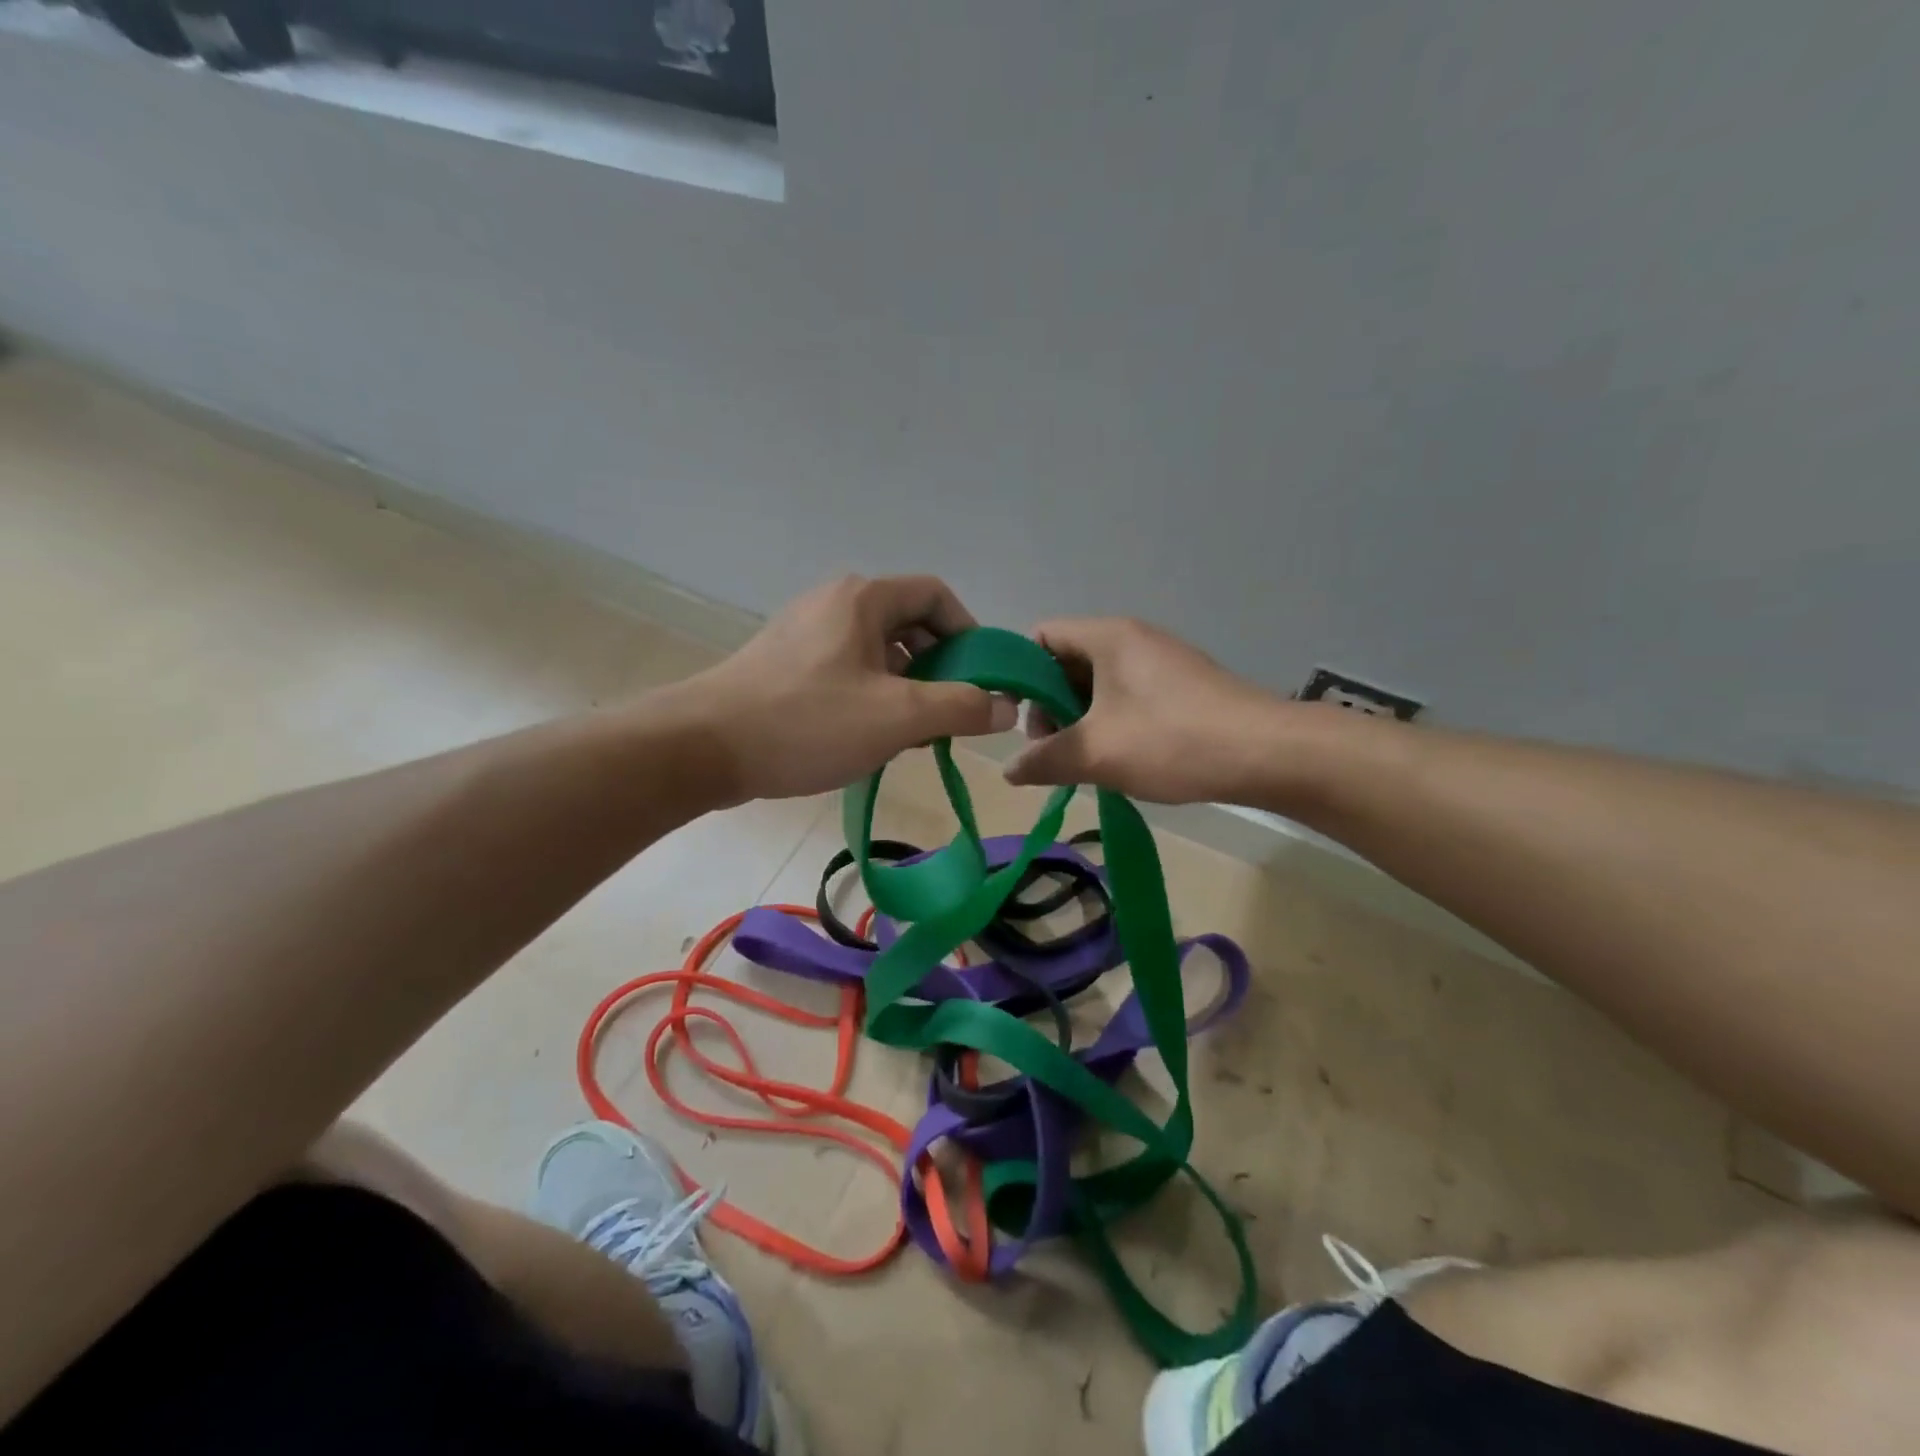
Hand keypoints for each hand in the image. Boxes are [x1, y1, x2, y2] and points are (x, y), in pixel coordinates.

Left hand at [683, 575, 1015, 803]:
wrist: (703, 747)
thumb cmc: (807, 722)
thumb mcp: (897, 717)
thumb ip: (960, 707)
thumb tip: (1005, 705)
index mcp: (863, 599)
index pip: (937, 595)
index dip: (969, 633)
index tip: (981, 678)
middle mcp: (834, 603)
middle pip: (908, 624)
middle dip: (938, 667)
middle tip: (949, 713)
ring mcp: (804, 632)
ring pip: (877, 652)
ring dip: (906, 687)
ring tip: (912, 735)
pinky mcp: (785, 664)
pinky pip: (847, 669)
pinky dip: (871, 695)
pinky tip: (868, 737)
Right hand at [1004, 618, 1291, 803]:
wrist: (1268, 755)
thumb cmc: (1172, 741)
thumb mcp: (1096, 753)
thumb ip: (1043, 760)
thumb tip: (1008, 771)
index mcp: (1108, 637)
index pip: (1041, 636)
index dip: (1019, 673)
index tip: (1016, 718)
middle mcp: (1133, 639)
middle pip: (1067, 661)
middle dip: (1049, 705)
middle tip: (1053, 748)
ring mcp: (1161, 662)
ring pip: (1098, 684)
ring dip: (1080, 720)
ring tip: (1083, 761)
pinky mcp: (1181, 687)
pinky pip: (1127, 696)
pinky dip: (1110, 723)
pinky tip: (1118, 759)